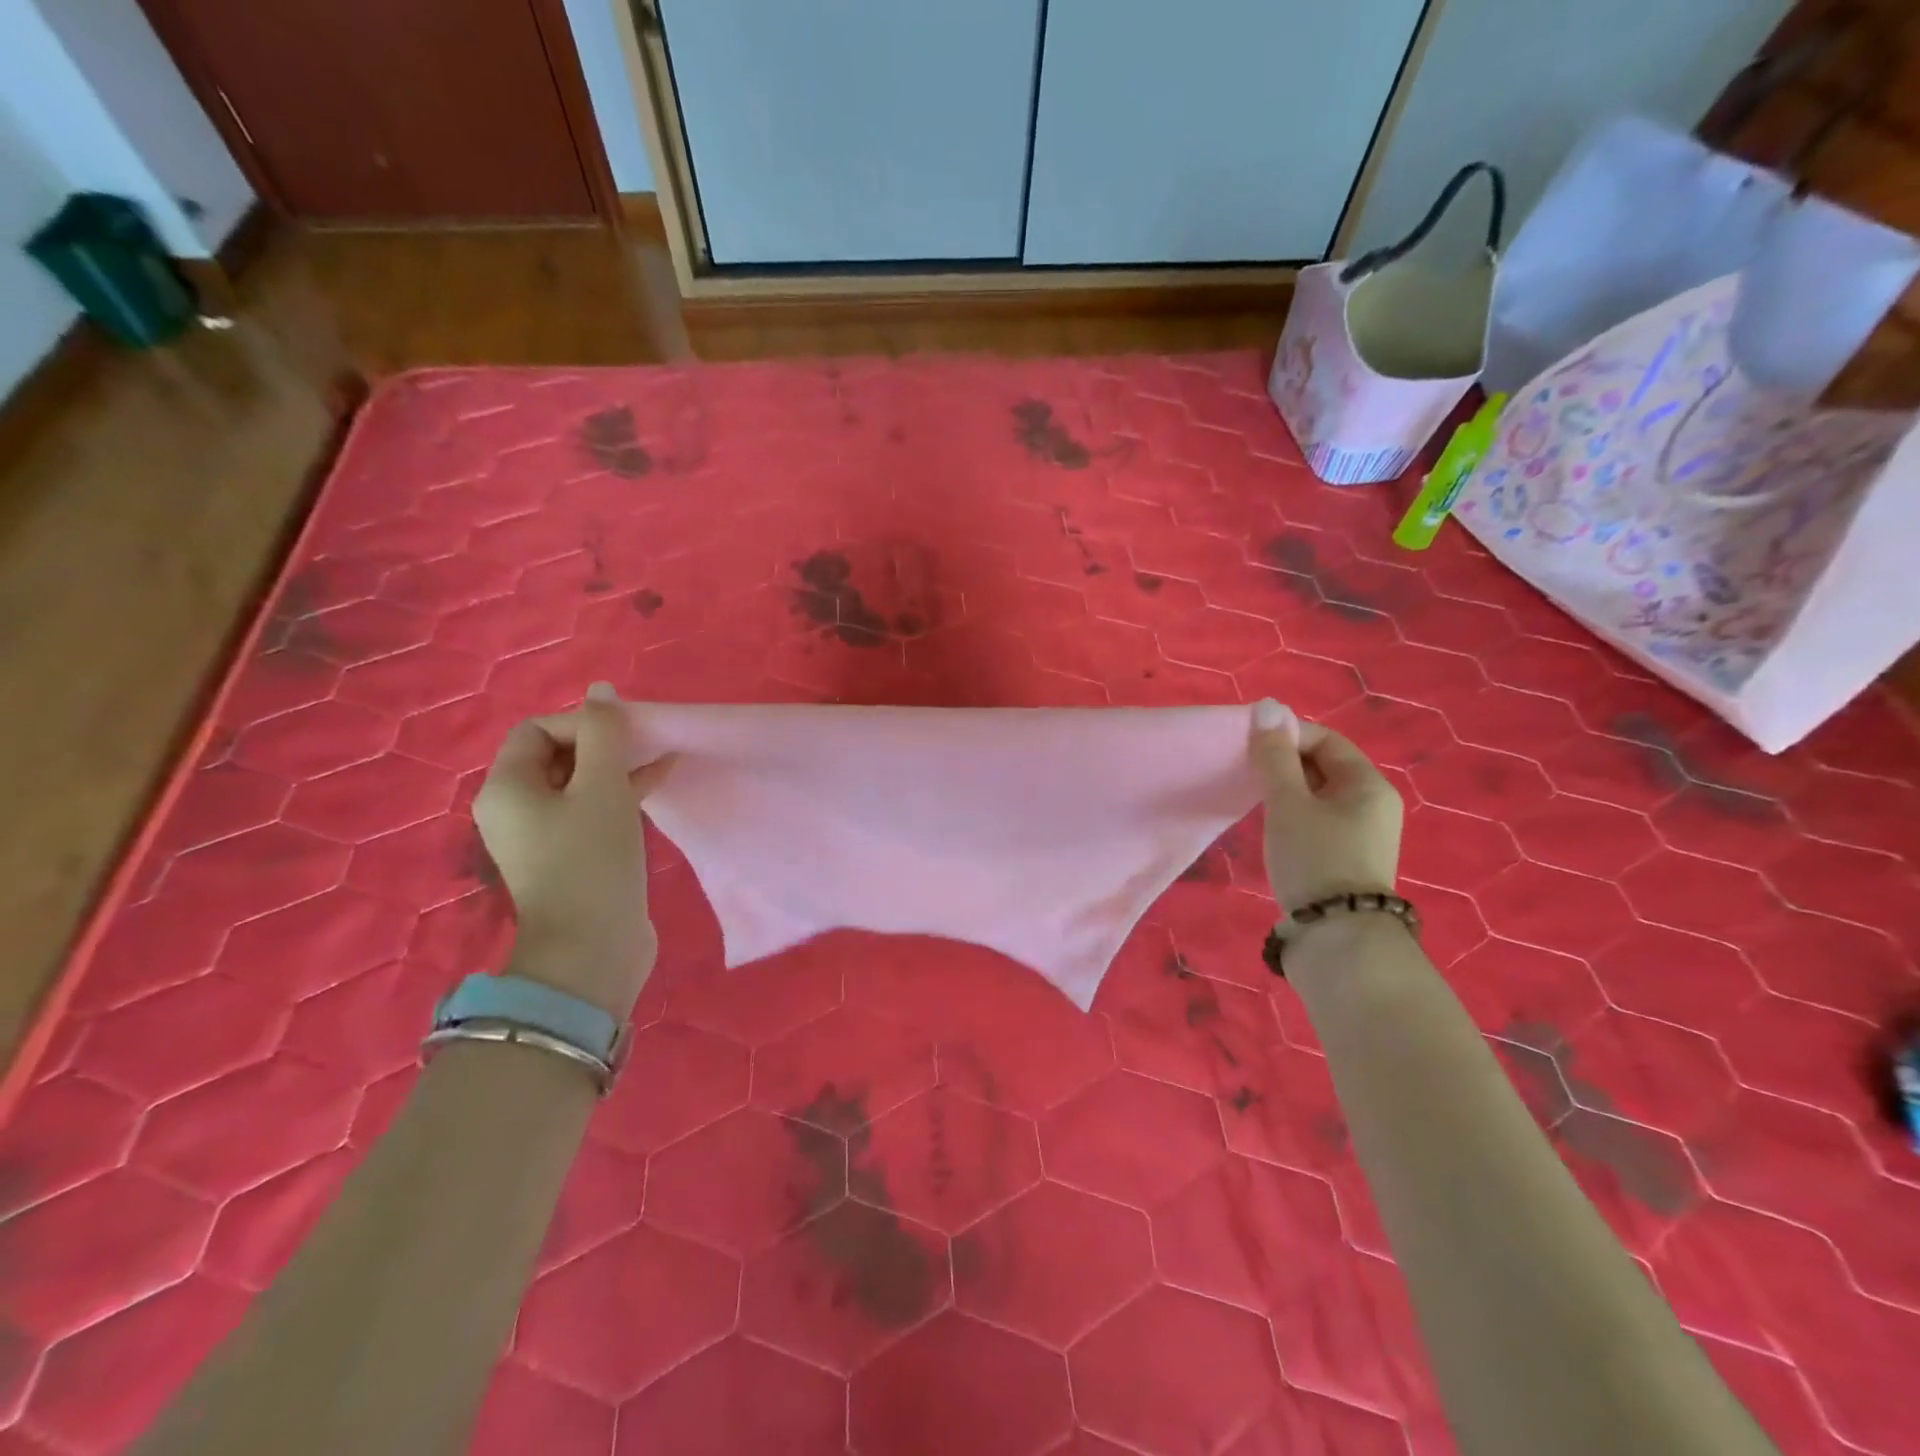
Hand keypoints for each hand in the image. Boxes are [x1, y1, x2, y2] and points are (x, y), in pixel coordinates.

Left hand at [474, 683, 670, 1017]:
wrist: (593, 948)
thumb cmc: (591, 859)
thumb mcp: (602, 788)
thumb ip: (604, 734)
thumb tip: (601, 691)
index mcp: (507, 788)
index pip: (537, 729)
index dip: (582, 723)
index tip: (623, 737)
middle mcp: (515, 809)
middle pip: (557, 754)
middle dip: (603, 743)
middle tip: (645, 746)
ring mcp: (543, 836)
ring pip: (579, 783)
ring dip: (617, 767)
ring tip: (660, 758)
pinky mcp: (571, 856)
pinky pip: (591, 810)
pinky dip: (620, 794)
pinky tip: (658, 783)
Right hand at [1250, 698, 1402, 912]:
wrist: (1338, 939)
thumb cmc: (1314, 859)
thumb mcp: (1288, 803)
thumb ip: (1274, 756)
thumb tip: (1266, 707)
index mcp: (1368, 783)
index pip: (1325, 739)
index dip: (1286, 735)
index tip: (1249, 746)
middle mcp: (1373, 803)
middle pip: (1324, 766)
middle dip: (1284, 763)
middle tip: (1246, 772)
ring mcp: (1363, 833)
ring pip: (1318, 795)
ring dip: (1286, 790)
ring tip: (1255, 799)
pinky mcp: (1347, 858)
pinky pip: (1318, 819)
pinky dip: (1294, 815)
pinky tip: (1272, 828)